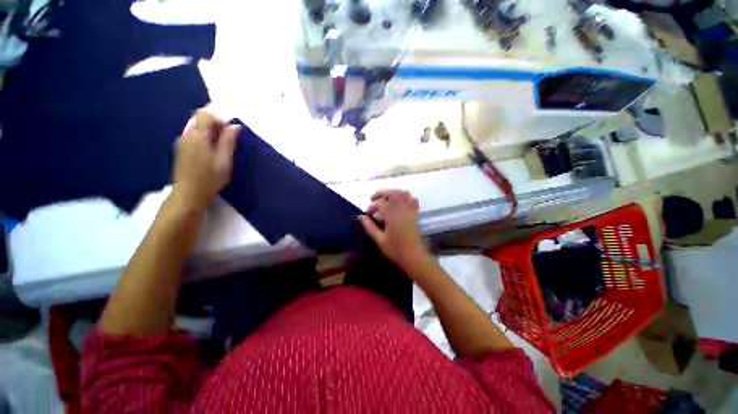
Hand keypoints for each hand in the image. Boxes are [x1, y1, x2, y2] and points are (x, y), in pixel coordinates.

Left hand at [173, 109, 240, 208]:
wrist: (189, 194)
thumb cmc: (210, 178)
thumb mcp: (225, 161)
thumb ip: (228, 141)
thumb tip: (235, 126)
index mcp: (198, 136)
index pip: (205, 114)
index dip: (219, 118)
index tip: (230, 130)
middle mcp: (187, 134)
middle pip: (199, 118)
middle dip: (215, 123)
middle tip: (228, 138)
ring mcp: (181, 141)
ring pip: (195, 126)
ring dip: (209, 130)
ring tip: (220, 146)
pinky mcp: (181, 148)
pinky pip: (192, 134)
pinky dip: (203, 136)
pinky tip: (210, 150)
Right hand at [359, 190, 429, 270]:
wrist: (414, 257)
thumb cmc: (395, 250)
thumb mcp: (379, 240)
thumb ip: (369, 227)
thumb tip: (359, 217)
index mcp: (392, 216)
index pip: (380, 204)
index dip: (372, 206)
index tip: (367, 213)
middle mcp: (402, 210)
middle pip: (392, 193)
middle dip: (381, 193)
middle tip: (373, 198)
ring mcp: (410, 211)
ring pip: (403, 194)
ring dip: (392, 193)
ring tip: (385, 197)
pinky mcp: (416, 214)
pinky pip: (413, 200)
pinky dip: (406, 197)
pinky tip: (400, 200)